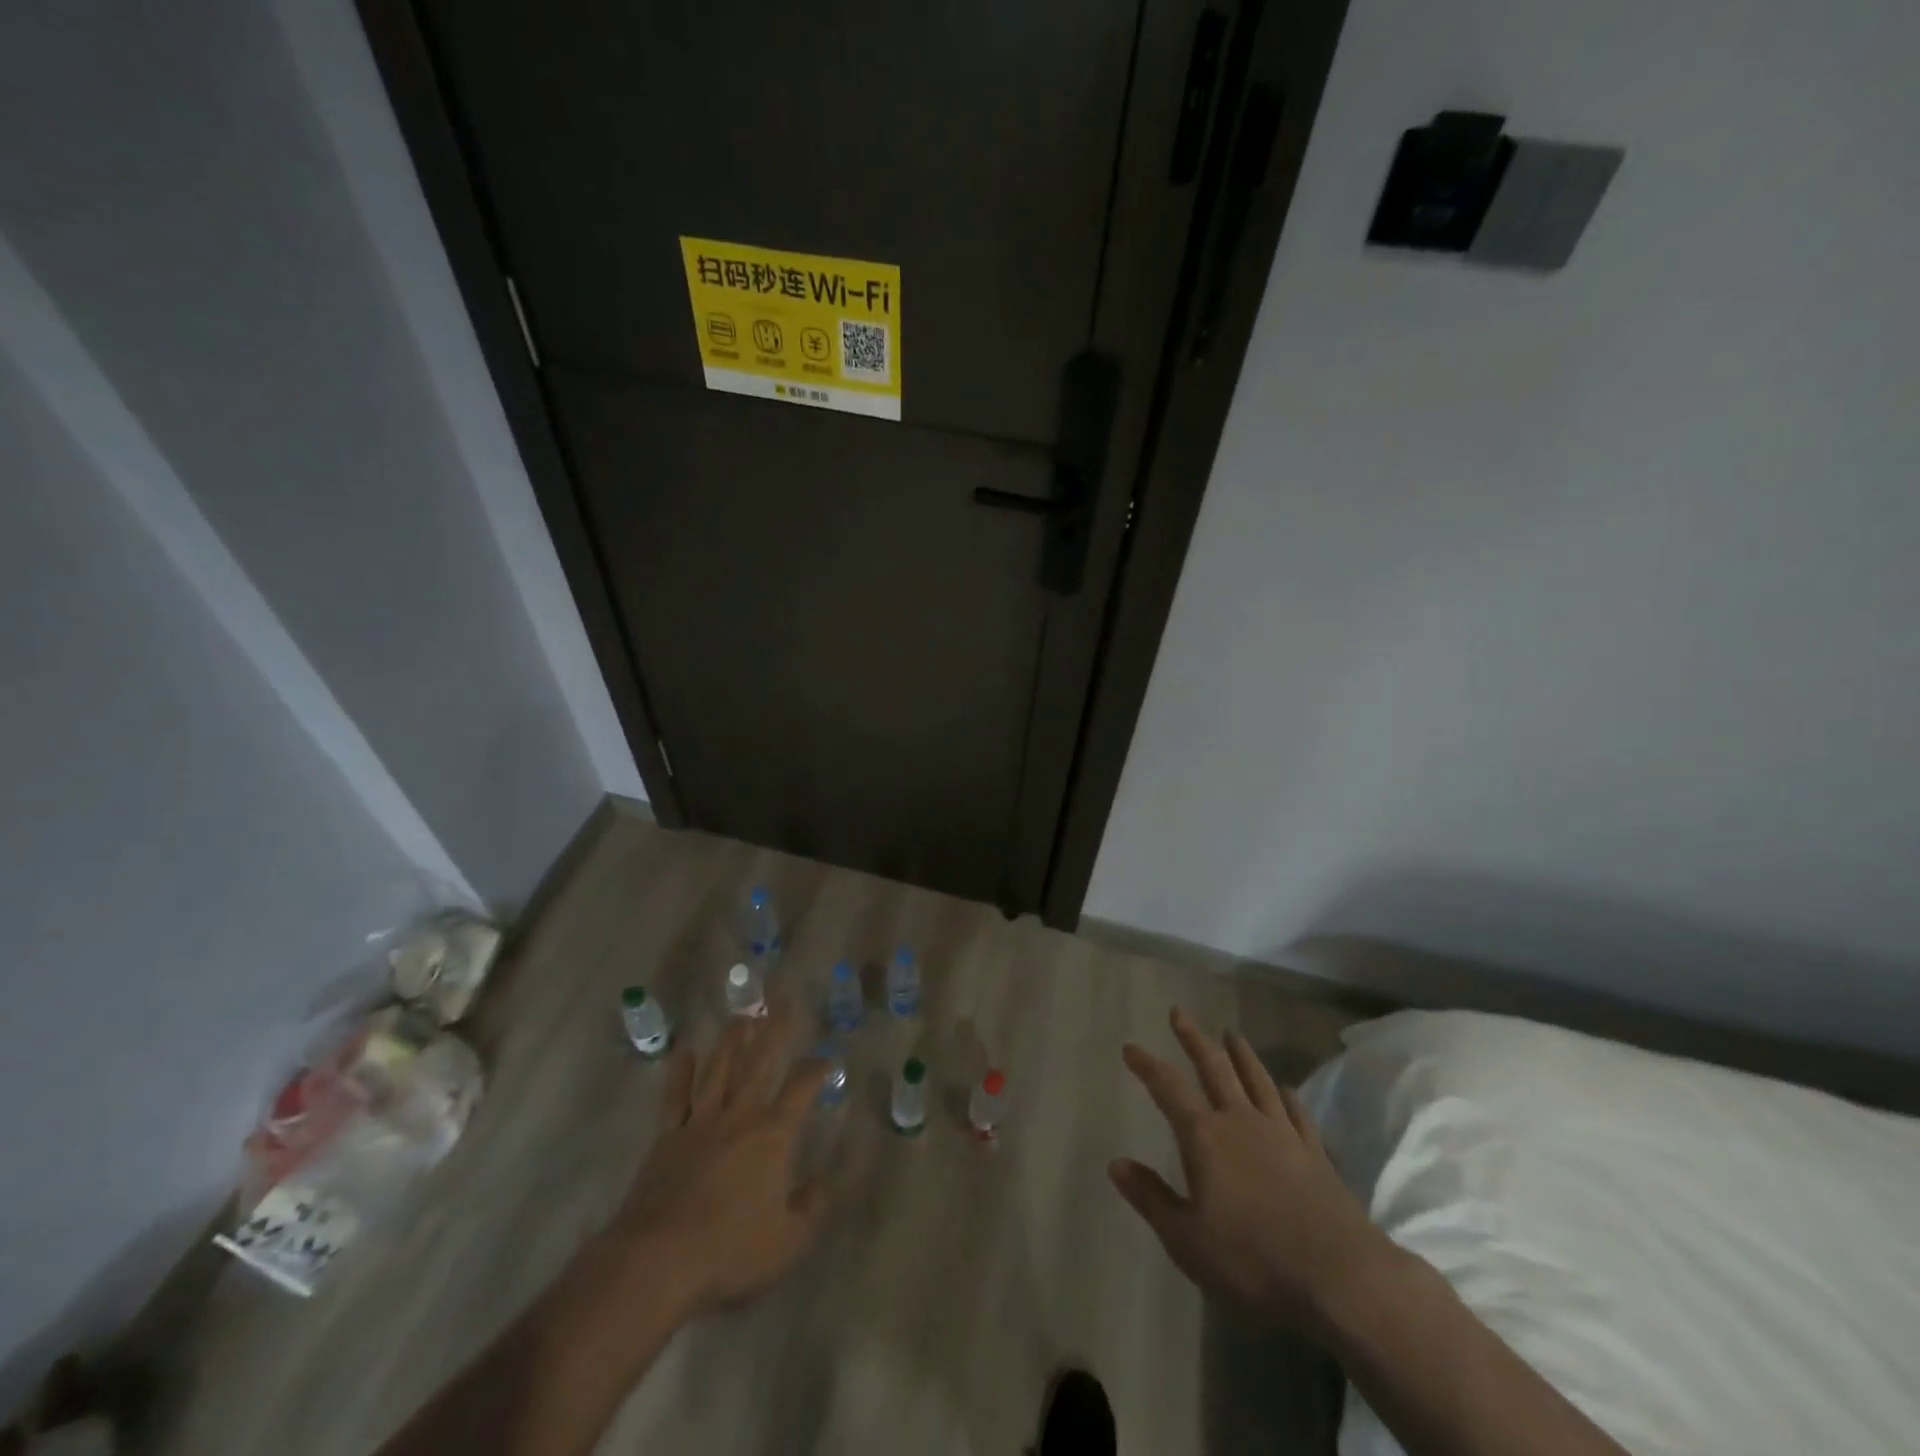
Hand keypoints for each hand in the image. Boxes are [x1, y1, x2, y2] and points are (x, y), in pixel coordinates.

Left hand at [593, 1005, 829, 1321]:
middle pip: (760, 1063)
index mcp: (772, 1135)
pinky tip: (685, 1052)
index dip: (816, 1070)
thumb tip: (822, 1182)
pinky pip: (675, 1096)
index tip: (826, 1058)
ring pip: (719, 1070)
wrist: (657, 1261)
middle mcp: (739, 1117)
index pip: (801, 1089)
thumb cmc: (729, 1251)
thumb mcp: (787, 1242)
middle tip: (782, 1001)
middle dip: (774, 1031)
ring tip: (741, 1017)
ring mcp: (700, 1123)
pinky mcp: (667, 1137)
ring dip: (731, 1042)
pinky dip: (680, 1072)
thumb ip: (810, 1209)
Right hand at [1110, 1007, 1397, 1335]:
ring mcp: (1282, 1134)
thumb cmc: (1253, 1259)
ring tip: (1232, 1033)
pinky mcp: (1315, 1154)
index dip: (1147, 1066)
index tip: (1130, 1047)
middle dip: (1194, 1039)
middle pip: (1215, 1068)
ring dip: (1242, 1054)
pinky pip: (1296, 1113)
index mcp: (1206, 1137)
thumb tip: (1115, 1163)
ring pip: (1257, 1080)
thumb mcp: (1187, 1239)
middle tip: (1179, 1014)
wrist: (1340, 1277)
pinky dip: (1287, 1096)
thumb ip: (1151, 1198)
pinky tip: (1285, 1088)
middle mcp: (1242, 1122)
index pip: (1169, 1089)